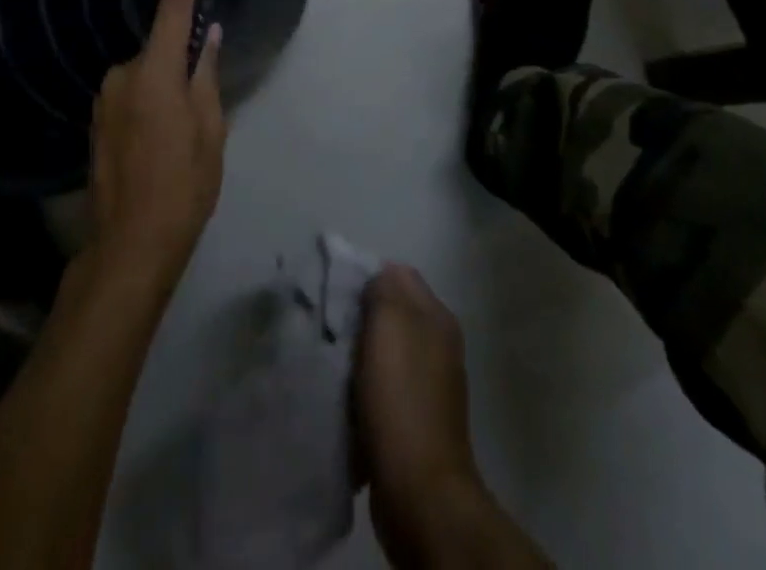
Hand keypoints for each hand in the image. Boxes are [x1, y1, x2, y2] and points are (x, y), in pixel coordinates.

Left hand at [88, 0, 225, 299]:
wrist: (129, 245)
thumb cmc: (182, 186)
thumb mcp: (210, 131)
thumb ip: (207, 76)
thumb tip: (209, 36)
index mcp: (153, 73)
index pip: (170, 12)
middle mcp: (122, 75)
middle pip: (157, 45)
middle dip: (181, 51)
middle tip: (207, 74)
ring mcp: (104, 98)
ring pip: (143, 71)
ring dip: (163, 78)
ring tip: (184, 114)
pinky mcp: (97, 120)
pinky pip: (129, 92)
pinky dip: (147, 96)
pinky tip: (159, 129)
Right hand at [355, 265, 481, 558]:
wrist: (419, 492)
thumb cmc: (401, 399)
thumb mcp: (389, 325)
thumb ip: (384, 288)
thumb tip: (377, 276)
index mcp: (437, 318)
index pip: (398, 274)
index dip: (365, 275)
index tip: (333, 288)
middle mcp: (438, 346)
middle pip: (391, 312)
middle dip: (359, 314)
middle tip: (327, 323)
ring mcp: (429, 385)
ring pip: (385, 350)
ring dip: (358, 352)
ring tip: (329, 358)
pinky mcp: (414, 420)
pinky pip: (383, 386)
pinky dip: (364, 386)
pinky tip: (343, 395)